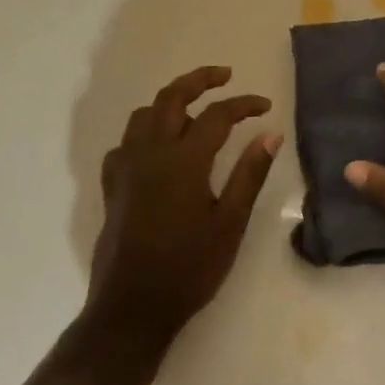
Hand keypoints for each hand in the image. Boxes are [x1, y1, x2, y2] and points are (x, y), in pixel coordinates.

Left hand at [86, 66, 280, 343]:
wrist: (133, 308)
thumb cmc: (189, 267)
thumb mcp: (230, 222)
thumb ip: (250, 174)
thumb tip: (271, 135)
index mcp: (183, 160)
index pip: (217, 115)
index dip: (244, 104)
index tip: (265, 106)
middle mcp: (150, 153)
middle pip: (172, 97)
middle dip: (199, 80)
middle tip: (225, 76)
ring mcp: (126, 168)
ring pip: (144, 115)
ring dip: (171, 102)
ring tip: (194, 107)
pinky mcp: (112, 186)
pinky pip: (125, 142)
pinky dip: (145, 132)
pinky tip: (159, 147)